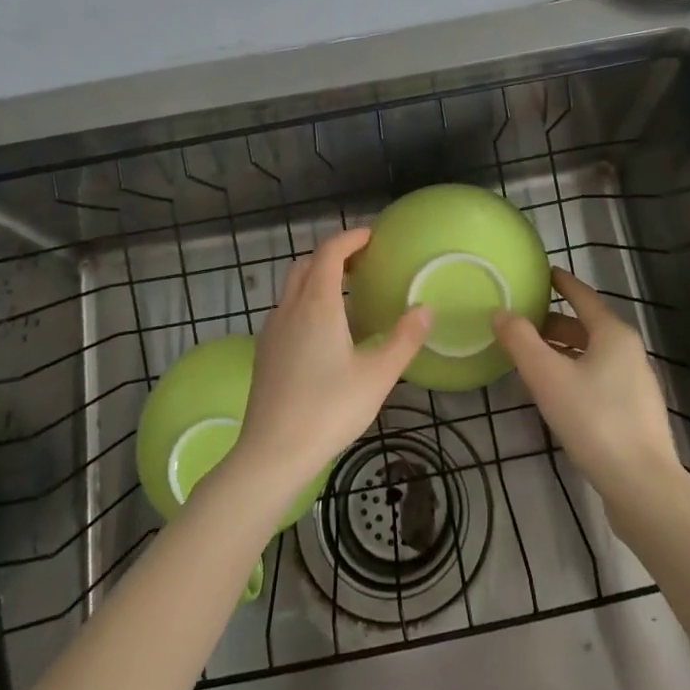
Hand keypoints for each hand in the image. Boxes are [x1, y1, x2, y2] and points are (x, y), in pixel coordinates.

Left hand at [232, 229, 432, 491]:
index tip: (371, 236)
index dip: (350, 238)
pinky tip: (324, 332)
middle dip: (332, 255)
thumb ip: (404, 339)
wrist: (272, 453)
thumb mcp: (377, 376)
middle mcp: (290, 308)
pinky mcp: (264, 352)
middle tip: (362, 263)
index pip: (329, 252)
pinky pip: (286, 310)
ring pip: (292, 288)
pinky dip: (306, 302)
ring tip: (347, 295)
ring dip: (317, 278)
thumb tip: (425, 308)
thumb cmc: (329, 409)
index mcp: (317, 304)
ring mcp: (272, 330)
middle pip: (306, 264)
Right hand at [492, 269, 679, 503]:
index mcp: (613, 334)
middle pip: (587, 327)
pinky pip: (598, 379)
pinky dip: (574, 374)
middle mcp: (629, 352)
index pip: (583, 297)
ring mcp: (635, 384)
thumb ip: (521, 341)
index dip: (561, 283)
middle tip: (521, 323)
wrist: (642, 486)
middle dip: (554, 323)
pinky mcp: (633, 414)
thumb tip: (500, 312)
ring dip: (562, 351)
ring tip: (530, 358)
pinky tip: (555, 393)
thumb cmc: (594, 420)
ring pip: (592, 355)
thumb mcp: (547, 377)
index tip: (542, 273)